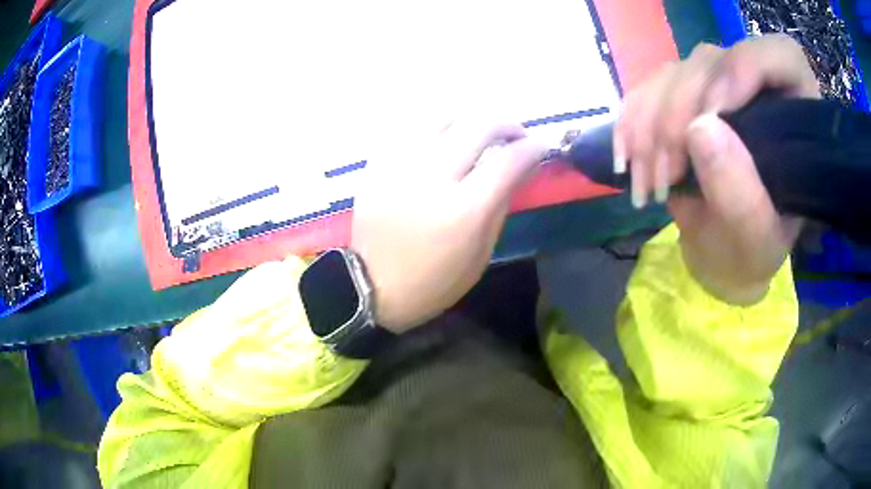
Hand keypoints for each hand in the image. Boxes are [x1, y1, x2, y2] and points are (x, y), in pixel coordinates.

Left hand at [351, 121, 546, 332]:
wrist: (372, 286)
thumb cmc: (433, 281)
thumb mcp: (480, 254)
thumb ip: (501, 204)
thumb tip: (519, 167)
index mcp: (463, 210)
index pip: (508, 160)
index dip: (532, 147)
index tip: (540, 146)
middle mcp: (432, 177)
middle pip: (479, 126)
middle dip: (507, 124)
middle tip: (515, 135)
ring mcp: (400, 165)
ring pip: (443, 116)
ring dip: (470, 118)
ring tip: (479, 131)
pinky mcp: (379, 164)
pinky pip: (411, 127)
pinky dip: (435, 126)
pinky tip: (443, 138)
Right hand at [615, 34, 819, 303]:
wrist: (719, 254)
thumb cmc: (750, 253)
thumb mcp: (755, 241)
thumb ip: (741, 195)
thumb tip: (700, 129)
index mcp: (794, 119)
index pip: (781, 57)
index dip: (747, 68)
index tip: (716, 112)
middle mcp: (756, 88)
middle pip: (713, 63)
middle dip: (682, 115)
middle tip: (668, 176)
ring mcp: (715, 86)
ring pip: (674, 72)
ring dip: (650, 127)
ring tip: (647, 185)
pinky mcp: (681, 95)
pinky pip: (647, 88)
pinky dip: (630, 124)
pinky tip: (628, 161)